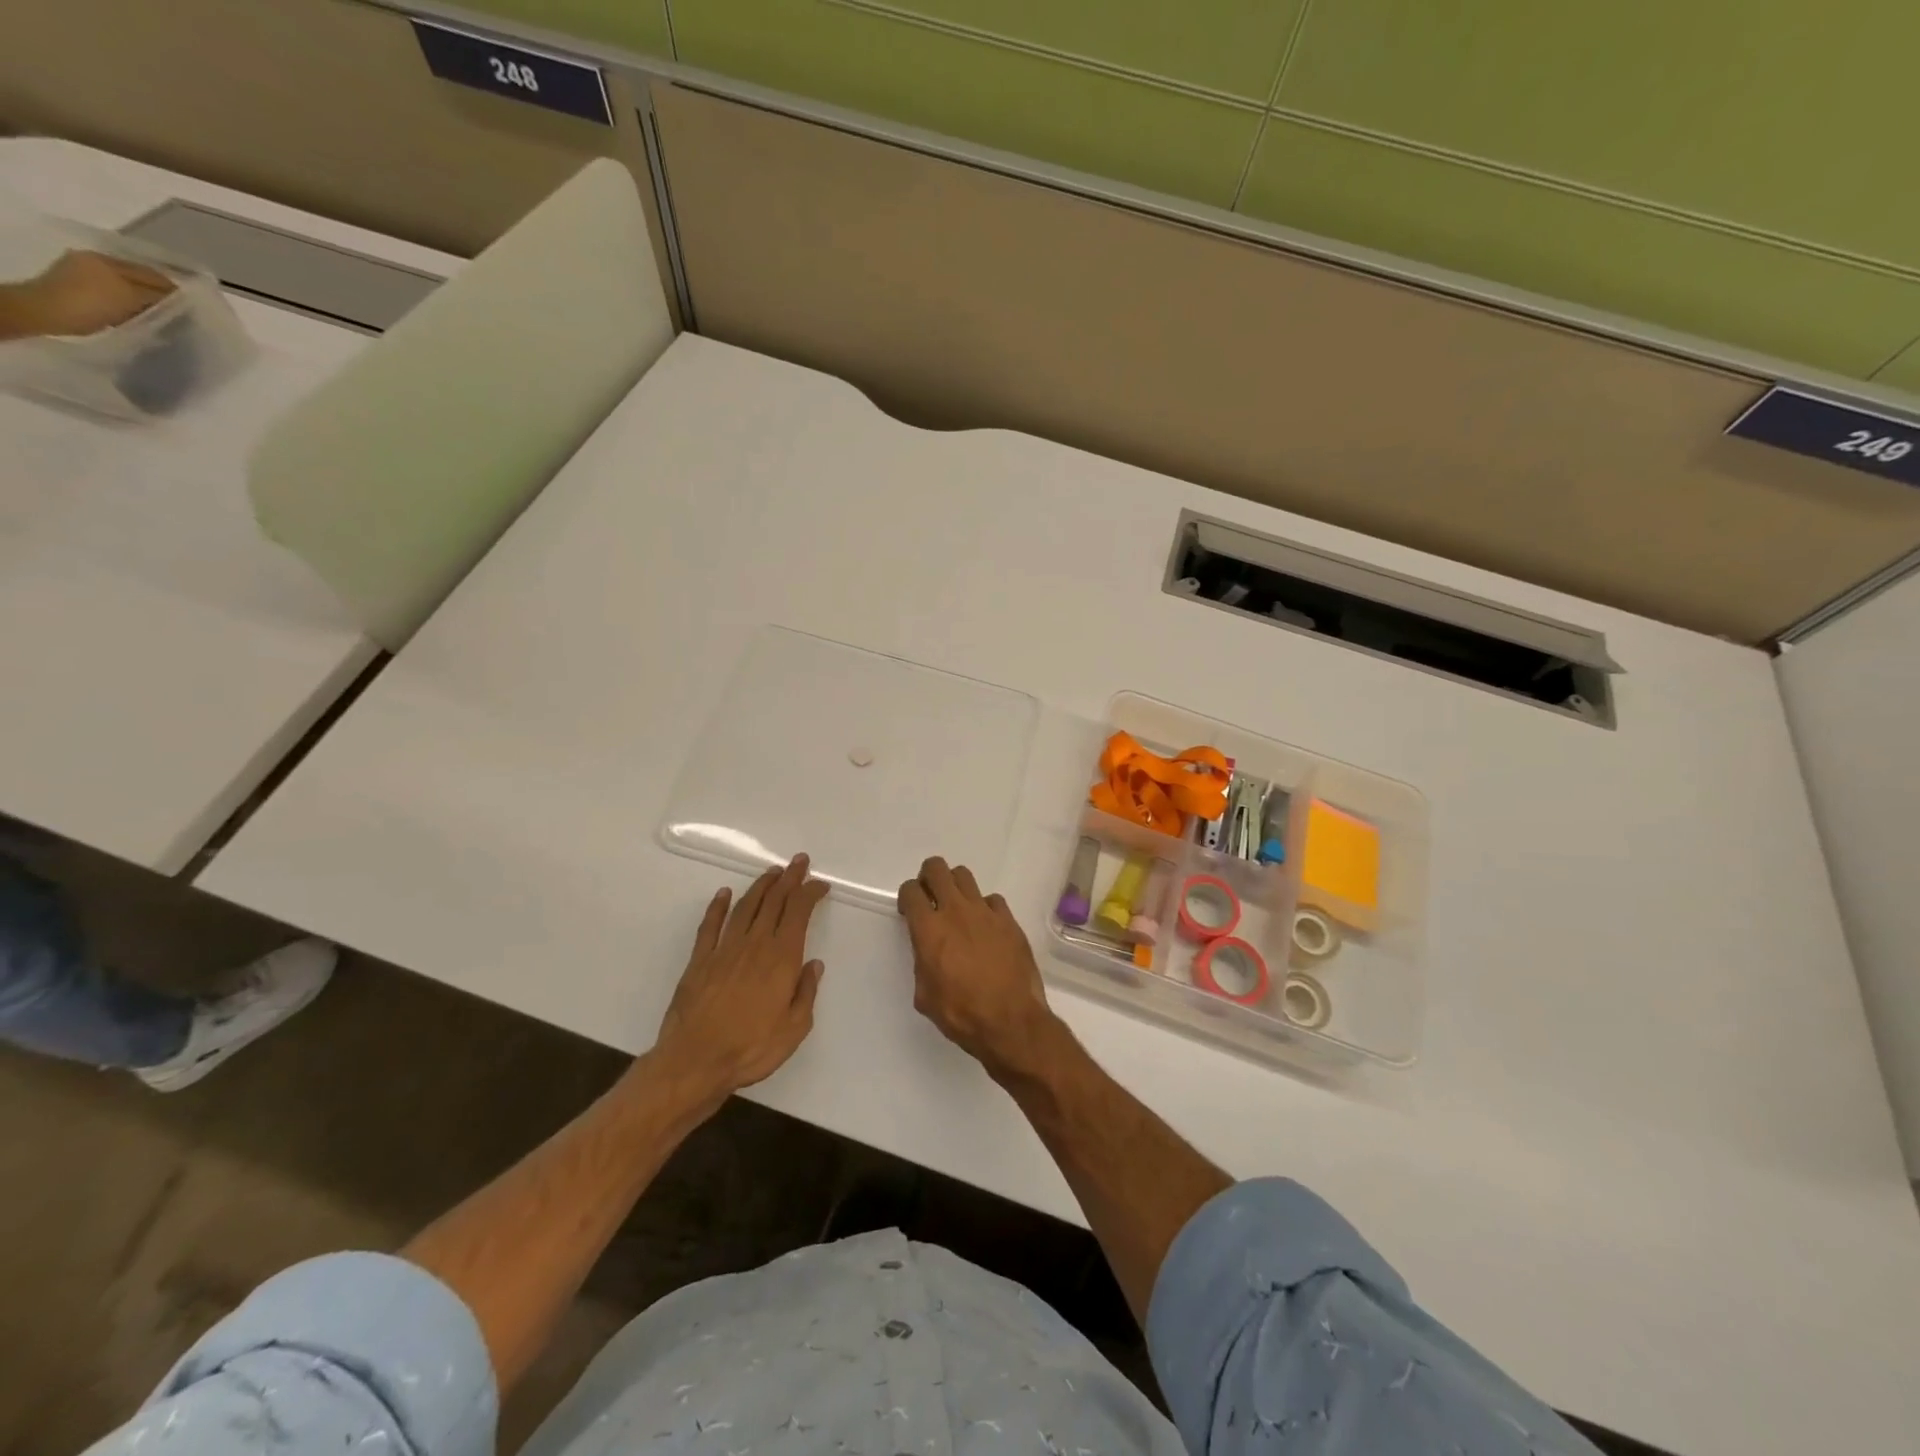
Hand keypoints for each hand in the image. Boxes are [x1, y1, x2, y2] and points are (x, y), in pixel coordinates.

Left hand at [0, 250, 174, 340]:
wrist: (46, 311)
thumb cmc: (92, 304)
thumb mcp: (131, 298)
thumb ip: (157, 295)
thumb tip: (181, 298)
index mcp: (109, 261)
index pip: (153, 274)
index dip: (174, 290)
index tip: (192, 308)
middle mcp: (96, 260)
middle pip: (138, 277)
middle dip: (157, 293)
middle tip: (176, 313)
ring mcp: (82, 271)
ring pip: (125, 285)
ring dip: (140, 298)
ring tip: (154, 315)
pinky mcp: (75, 285)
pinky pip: (111, 292)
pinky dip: (124, 302)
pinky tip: (131, 314)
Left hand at [655, 856, 828, 1111]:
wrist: (694, 1062)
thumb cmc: (751, 1049)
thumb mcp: (794, 1028)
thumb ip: (806, 993)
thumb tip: (814, 964)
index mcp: (781, 958)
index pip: (799, 912)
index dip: (810, 893)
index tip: (820, 884)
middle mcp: (754, 945)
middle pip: (774, 901)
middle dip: (789, 878)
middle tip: (799, 862)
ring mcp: (724, 950)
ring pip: (745, 907)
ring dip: (761, 886)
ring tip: (772, 872)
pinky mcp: (699, 961)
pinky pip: (710, 925)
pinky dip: (718, 906)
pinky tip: (724, 894)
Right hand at [897, 857, 1061, 1080]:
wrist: (1010, 1021)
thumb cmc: (962, 1014)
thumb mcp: (925, 995)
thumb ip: (922, 964)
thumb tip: (929, 953)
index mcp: (930, 930)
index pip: (911, 891)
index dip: (907, 897)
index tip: (910, 910)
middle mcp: (956, 911)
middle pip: (937, 868)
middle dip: (928, 877)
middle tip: (930, 897)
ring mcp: (985, 912)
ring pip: (964, 875)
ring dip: (955, 886)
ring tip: (957, 908)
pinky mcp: (1009, 920)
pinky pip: (992, 900)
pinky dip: (984, 908)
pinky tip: (986, 927)